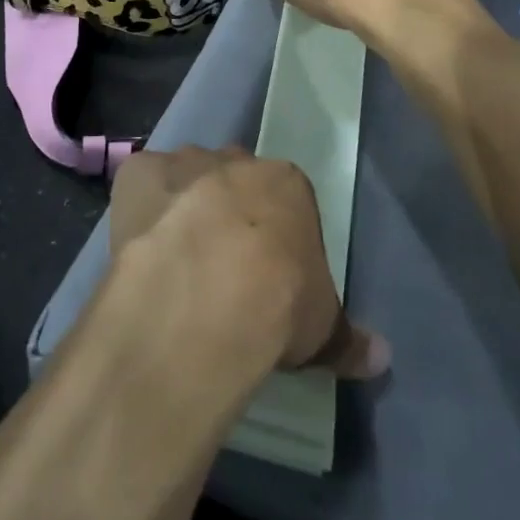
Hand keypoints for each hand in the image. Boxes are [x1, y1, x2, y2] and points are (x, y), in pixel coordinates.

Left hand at [110, 146, 389, 379]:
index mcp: (286, 184)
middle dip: (229, 210)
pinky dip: (143, 210)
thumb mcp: (321, 328)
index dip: (275, 233)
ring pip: (186, 177)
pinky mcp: (138, 173)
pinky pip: (142, 185)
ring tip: (178, 261)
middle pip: (234, 179)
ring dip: (184, 207)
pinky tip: (142, 248)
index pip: (285, 199)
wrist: (206, 296)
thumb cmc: (277, 303)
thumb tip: (382, 358)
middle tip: (222, 262)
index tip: (268, 271)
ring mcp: (183, 163)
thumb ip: (347, 338)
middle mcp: (235, 161)